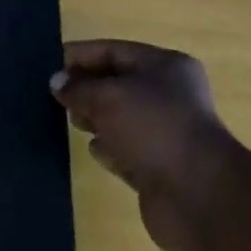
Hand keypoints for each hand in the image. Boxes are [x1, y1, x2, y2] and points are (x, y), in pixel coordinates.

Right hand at [51, 39, 233, 250]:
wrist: (201, 198)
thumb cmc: (154, 129)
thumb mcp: (108, 97)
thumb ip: (78, 88)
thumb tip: (57, 83)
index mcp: (164, 66)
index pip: (113, 51)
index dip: (81, 56)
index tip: (49, 65)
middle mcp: (168, 96)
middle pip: (117, 84)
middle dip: (86, 88)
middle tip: (55, 97)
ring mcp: (165, 133)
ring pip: (120, 118)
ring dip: (95, 118)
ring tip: (70, 121)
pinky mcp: (159, 167)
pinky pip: (126, 149)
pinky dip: (109, 148)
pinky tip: (94, 150)